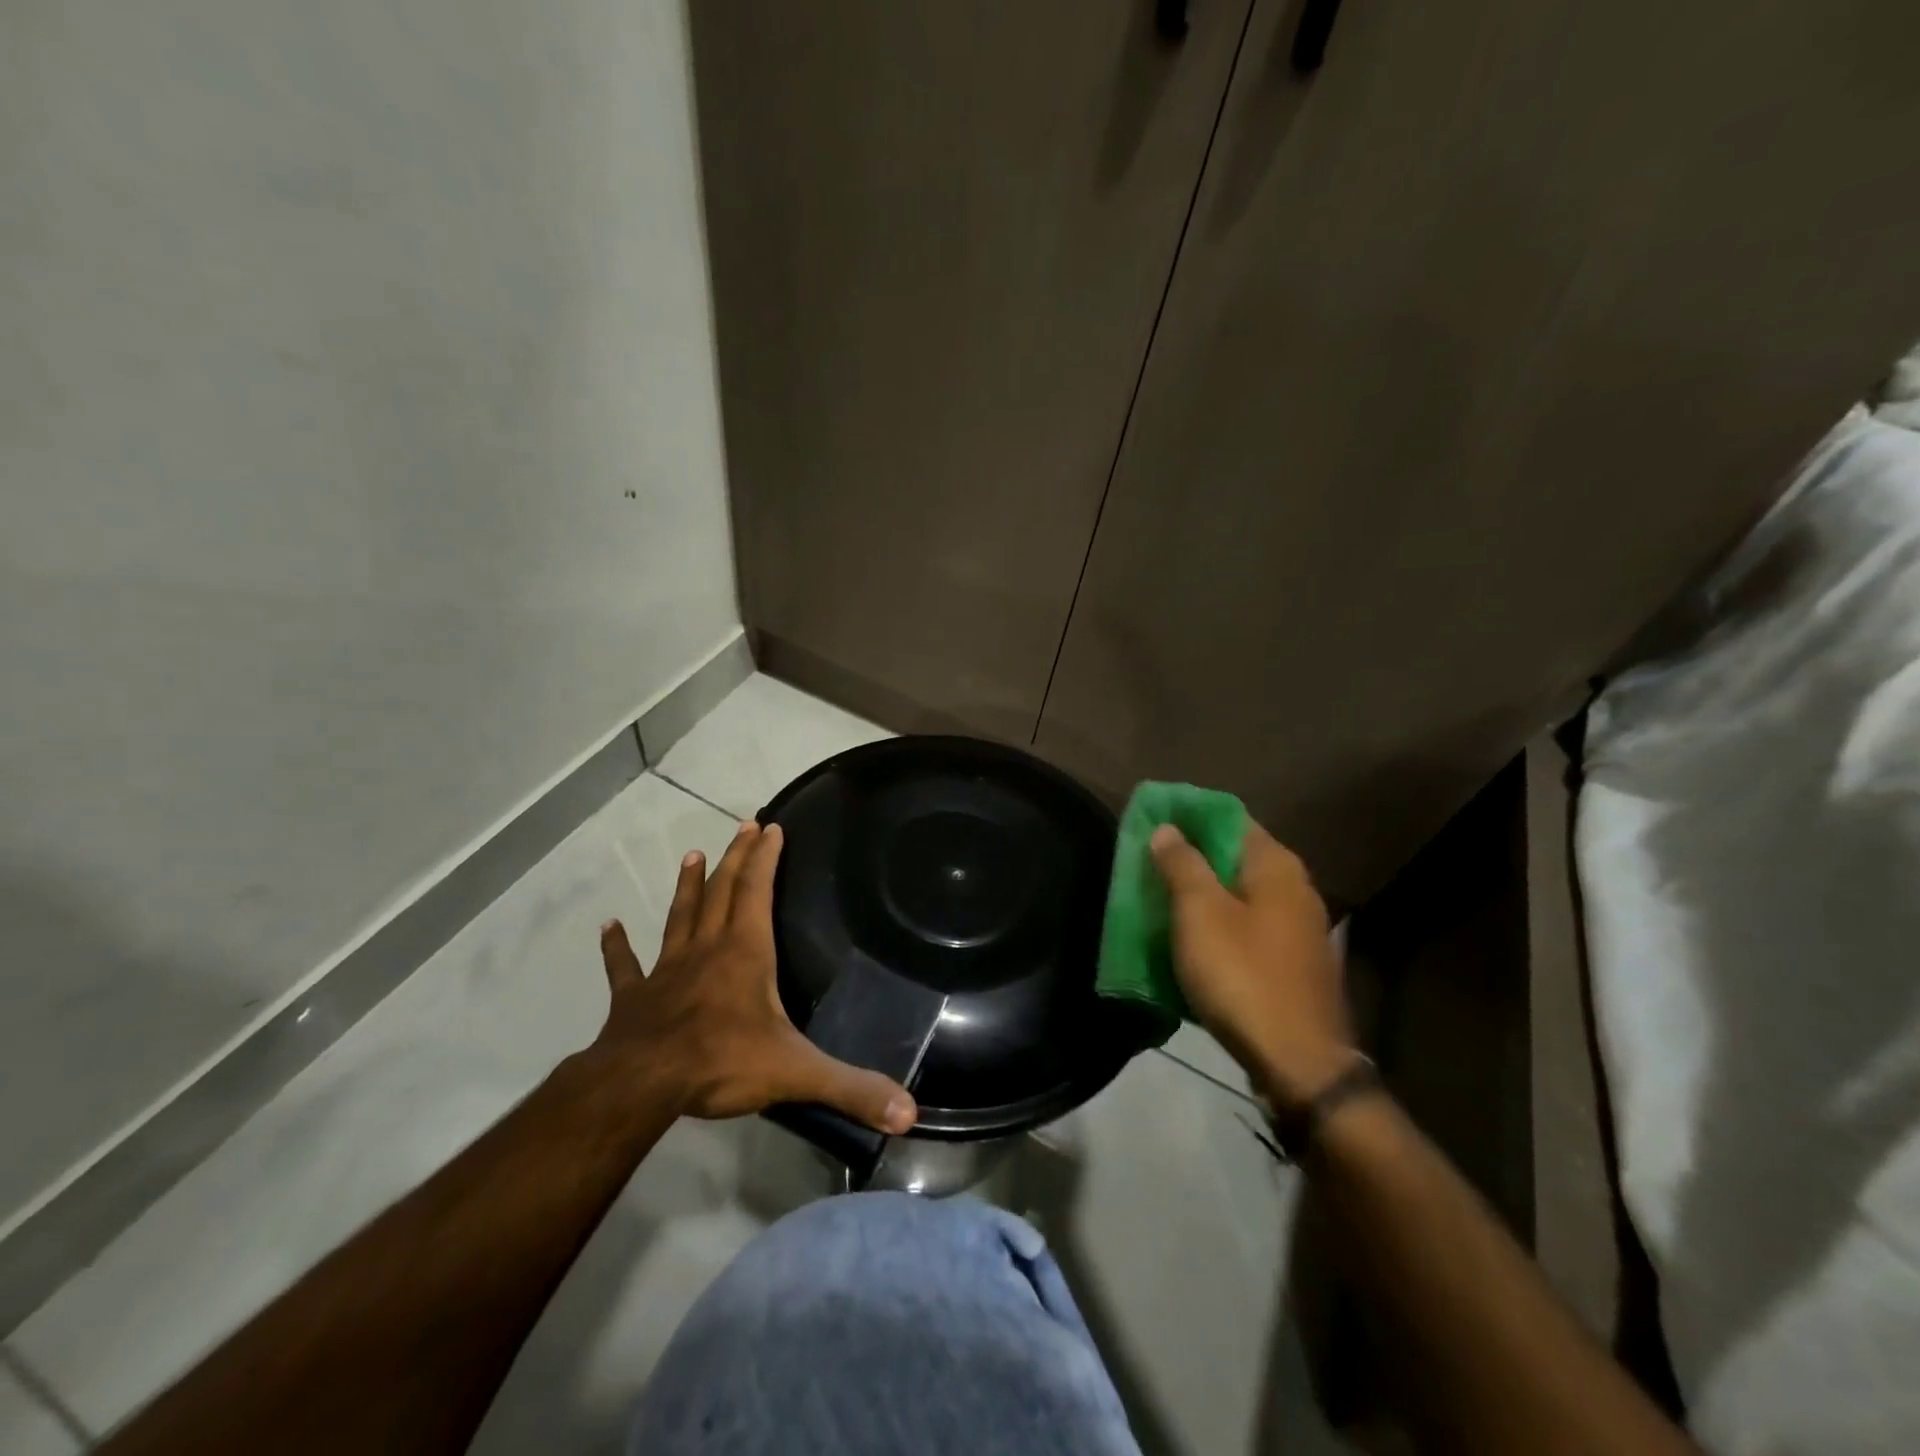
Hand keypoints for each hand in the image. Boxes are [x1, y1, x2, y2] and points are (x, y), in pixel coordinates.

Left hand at [588, 820, 917, 1133]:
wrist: (642, 1085)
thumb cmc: (722, 1063)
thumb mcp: (798, 1073)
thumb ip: (852, 1089)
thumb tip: (910, 1113)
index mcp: (745, 953)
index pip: (757, 892)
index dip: (765, 858)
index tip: (771, 826)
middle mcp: (707, 949)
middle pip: (722, 891)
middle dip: (736, 857)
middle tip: (744, 825)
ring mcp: (667, 970)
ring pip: (680, 917)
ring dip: (688, 886)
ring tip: (692, 855)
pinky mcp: (634, 997)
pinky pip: (625, 966)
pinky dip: (617, 947)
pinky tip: (608, 927)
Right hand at [1150, 821, 1355, 1106]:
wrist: (1298, 1063)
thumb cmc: (1243, 975)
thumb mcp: (1200, 914)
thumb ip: (1182, 864)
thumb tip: (1168, 828)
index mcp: (1276, 866)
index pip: (1229, 818)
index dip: (1189, 816)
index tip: (1152, 821)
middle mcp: (1295, 889)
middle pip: (1233, 857)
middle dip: (1190, 858)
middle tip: (1147, 863)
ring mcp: (1298, 929)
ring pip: (1238, 896)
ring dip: (1201, 895)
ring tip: (1159, 899)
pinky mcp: (1292, 964)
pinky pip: (1246, 929)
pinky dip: (1217, 926)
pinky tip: (1190, 939)